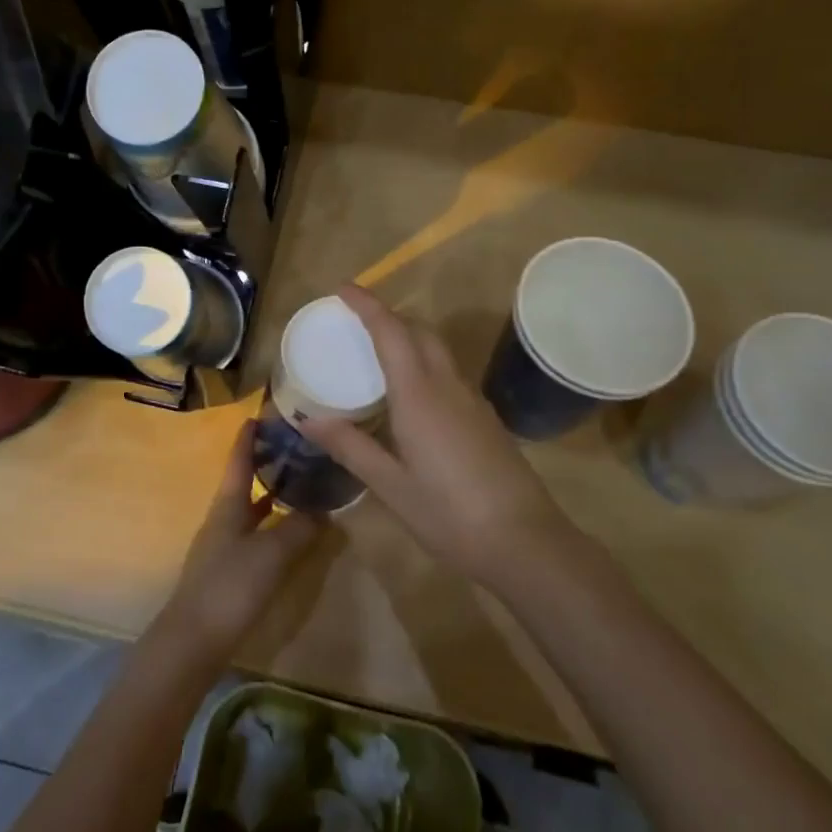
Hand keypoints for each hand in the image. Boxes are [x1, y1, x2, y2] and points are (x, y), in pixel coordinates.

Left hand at [156, 418, 323, 666]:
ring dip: (271, 495)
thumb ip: (299, 528)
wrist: (193, 641)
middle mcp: (223, 518)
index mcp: (228, 505)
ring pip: (250, 510)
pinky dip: (271, 526)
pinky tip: (288, 534)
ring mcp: (223, 546)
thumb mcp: (271, 554)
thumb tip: (323, 510)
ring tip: (300, 485)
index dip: (249, 437)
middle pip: (244, 482)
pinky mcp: (227, 571)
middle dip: (266, 464)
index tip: (262, 414)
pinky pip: (253, 535)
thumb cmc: (230, 586)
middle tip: (296, 449)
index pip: (239, 460)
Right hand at [302, 285, 568, 586]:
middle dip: (388, 317)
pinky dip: (423, 364)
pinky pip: (448, 374)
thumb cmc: (449, 514)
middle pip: (419, 332)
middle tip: (355, 324)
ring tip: (377, 355)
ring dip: (408, 339)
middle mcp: (448, 386)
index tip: (342, 288)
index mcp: (419, 394)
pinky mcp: (485, 419)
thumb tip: (305, 420)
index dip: (367, 304)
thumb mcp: (390, 485)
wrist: (525, 542)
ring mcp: (472, 401)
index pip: (391, 331)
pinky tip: (411, 396)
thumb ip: (350, 446)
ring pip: (438, 351)